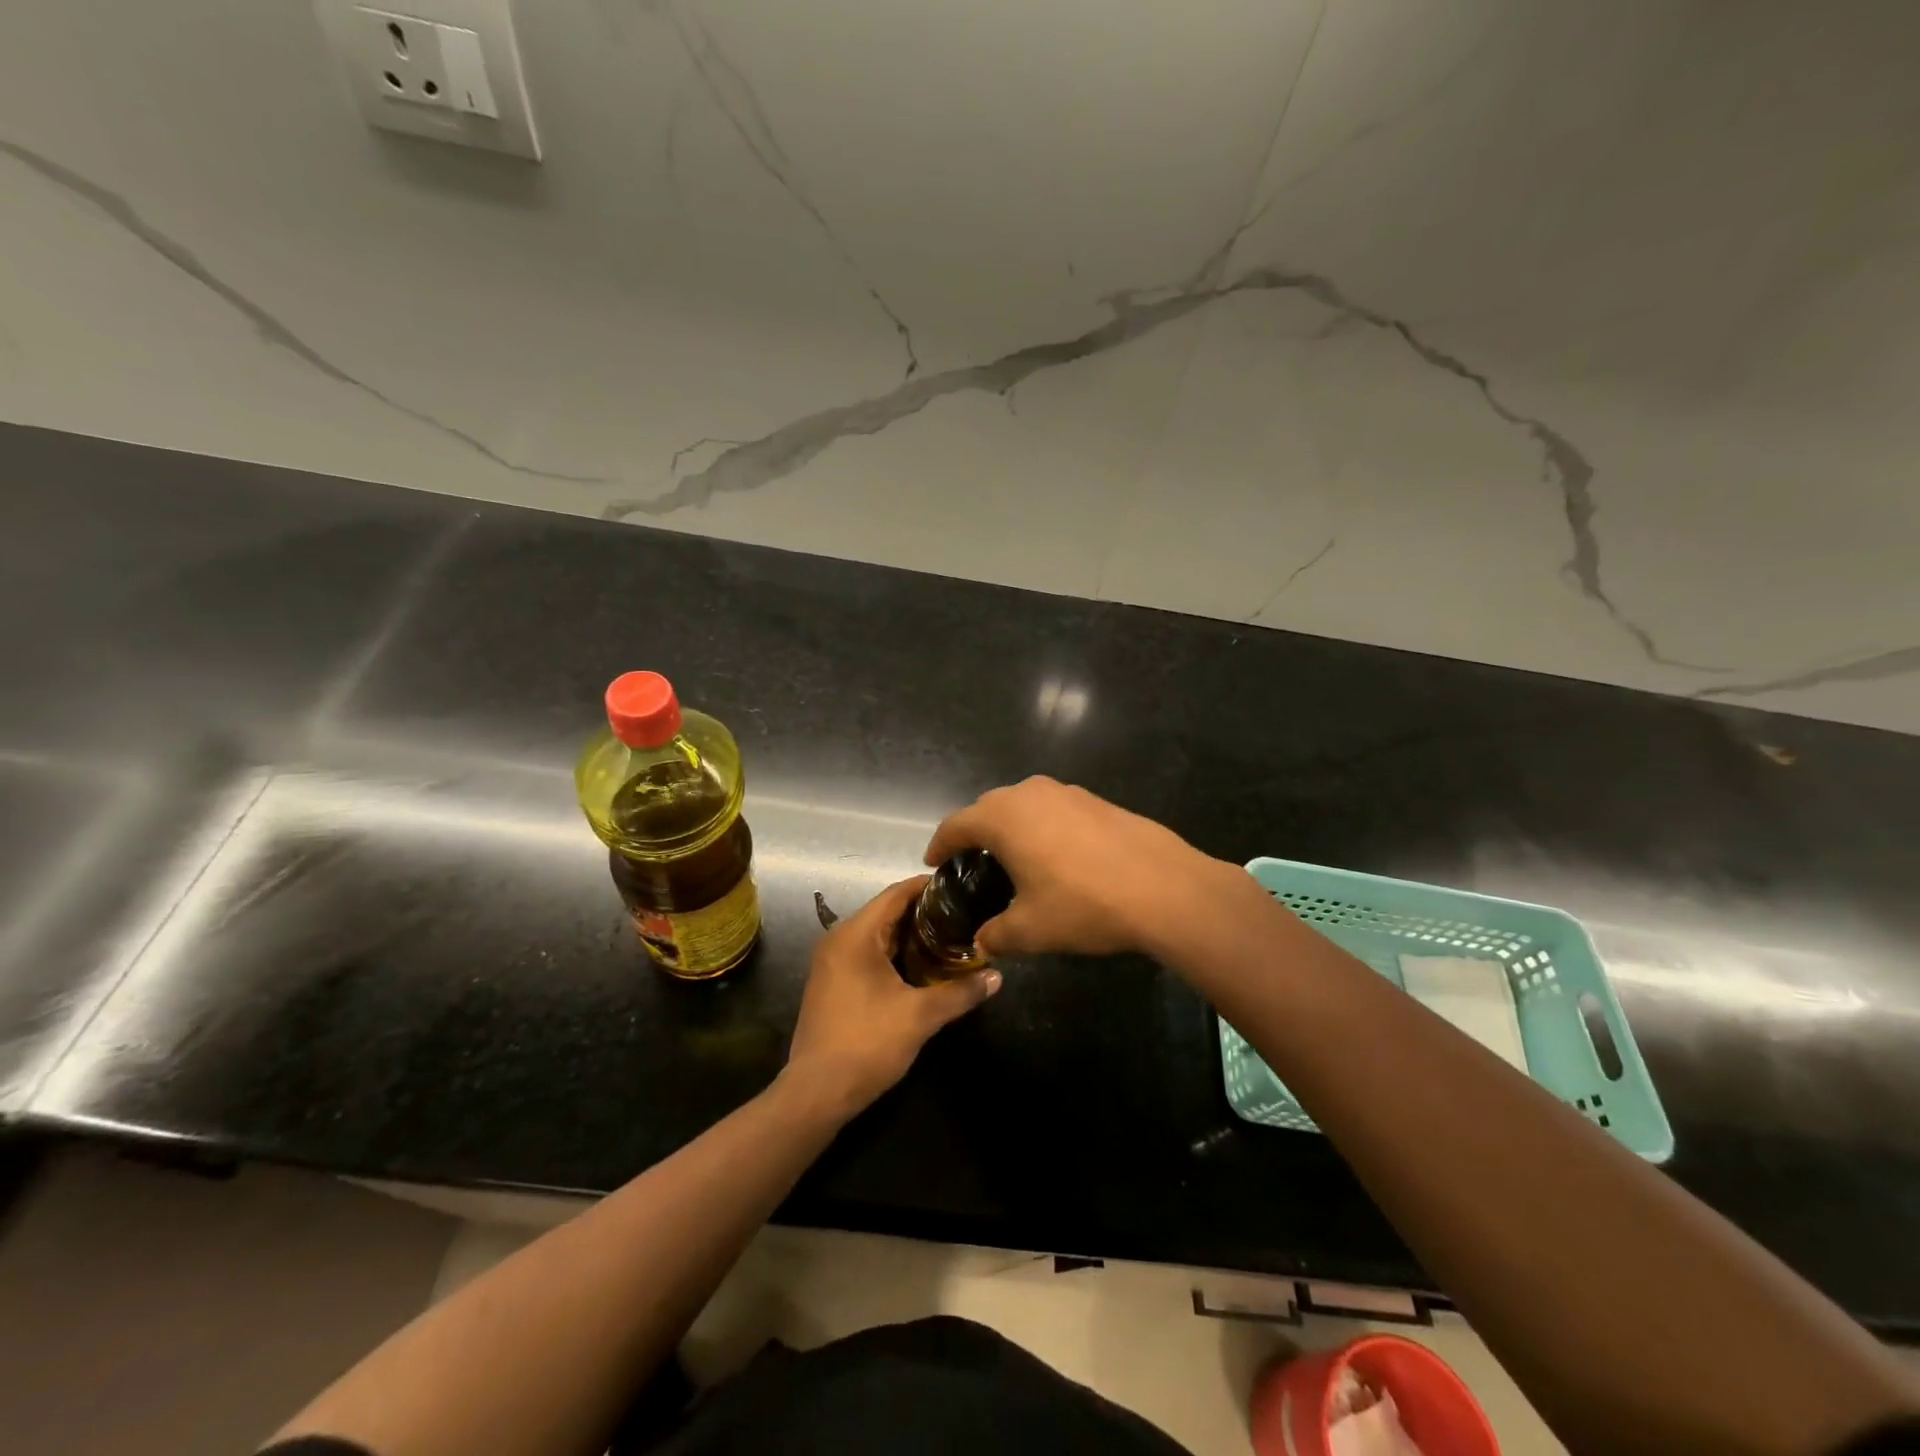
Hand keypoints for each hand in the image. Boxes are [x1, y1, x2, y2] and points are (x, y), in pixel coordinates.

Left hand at [784, 876, 1000, 1117]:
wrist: (816, 1093)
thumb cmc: (867, 1043)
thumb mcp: (920, 1016)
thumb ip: (960, 993)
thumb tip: (997, 977)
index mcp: (855, 935)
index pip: (896, 894)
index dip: (928, 887)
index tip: (961, 887)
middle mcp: (839, 940)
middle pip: (887, 912)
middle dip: (925, 914)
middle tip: (963, 916)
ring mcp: (832, 963)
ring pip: (877, 936)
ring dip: (910, 936)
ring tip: (951, 939)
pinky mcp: (832, 984)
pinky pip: (868, 955)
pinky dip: (895, 955)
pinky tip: (922, 968)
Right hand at [924, 776, 1223, 958]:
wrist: (1165, 888)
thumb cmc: (1084, 906)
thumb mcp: (1031, 930)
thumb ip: (997, 935)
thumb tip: (983, 943)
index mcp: (1003, 818)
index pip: (956, 824)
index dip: (940, 845)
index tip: (932, 862)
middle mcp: (1030, 793)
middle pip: (988, 808)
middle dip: (975, 832)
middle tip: (971, 862)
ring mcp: (1068, 792)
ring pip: (1024, 804)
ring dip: (1011, 826)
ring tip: (1013, 857)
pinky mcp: (1098, 801)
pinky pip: (1055, 809)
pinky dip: (1043, 827)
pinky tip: (1058, 857)